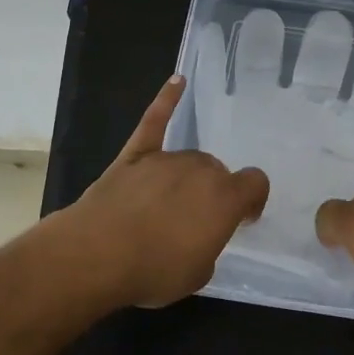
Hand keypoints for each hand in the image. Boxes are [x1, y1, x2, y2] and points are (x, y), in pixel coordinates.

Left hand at [56, 75, 269, 309]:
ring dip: (187, 177)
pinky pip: (155, 120)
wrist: (97, 255)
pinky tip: (177, 81)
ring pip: (188, 160)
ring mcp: (166, 159)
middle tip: (195, 221)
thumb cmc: (154, 270)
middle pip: (217, 171)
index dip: (252, 200)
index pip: (256, 183)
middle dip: (213, 192)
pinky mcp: (135, 155)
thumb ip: (208, 245)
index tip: (242, 219)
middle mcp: (202, 170)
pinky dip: (167, 100)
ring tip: (169, 205)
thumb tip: (199, 234)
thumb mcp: (198, 273)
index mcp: (225, 198)